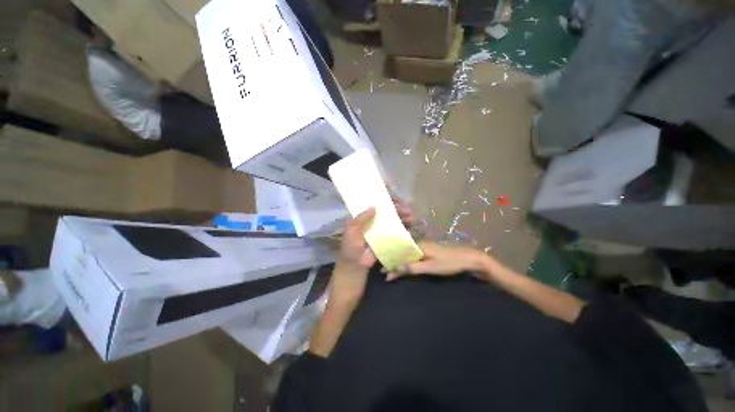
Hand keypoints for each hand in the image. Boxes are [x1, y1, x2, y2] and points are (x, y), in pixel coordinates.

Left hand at [331, 200, 414, 305]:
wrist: (350, 283)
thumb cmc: (349, 259)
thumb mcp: (351, 239)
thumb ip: (360, 221)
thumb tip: (374, 206)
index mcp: (357, 223)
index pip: (370, 206)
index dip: (383, 201)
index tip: (396, 200)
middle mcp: (366, 227)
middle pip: (382, 214)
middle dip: (395, 210)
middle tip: (408, 211)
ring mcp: (374, 236)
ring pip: (388, 223)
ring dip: (399, 219)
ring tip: (411, 218)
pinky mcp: (380, 246)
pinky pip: (391, 235)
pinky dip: (400, 230)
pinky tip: (409, 228)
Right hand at [386, 241, 486, 280]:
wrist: (469, 258)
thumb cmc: (449, 262)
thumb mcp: (430, 266)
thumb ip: (412, 267)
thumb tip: (395, 268)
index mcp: (418, 245)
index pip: (399, 253)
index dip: (391, 262)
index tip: (382, 271)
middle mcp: (419, 244)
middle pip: (402, 253)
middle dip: (393, 262)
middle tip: (384, 272)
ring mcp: (425, 247)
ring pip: (407, 254)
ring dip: (400, 262)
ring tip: (391, 270)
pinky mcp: (429, 251)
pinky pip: (414, 256)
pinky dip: (407, 262)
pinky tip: (404, 265)